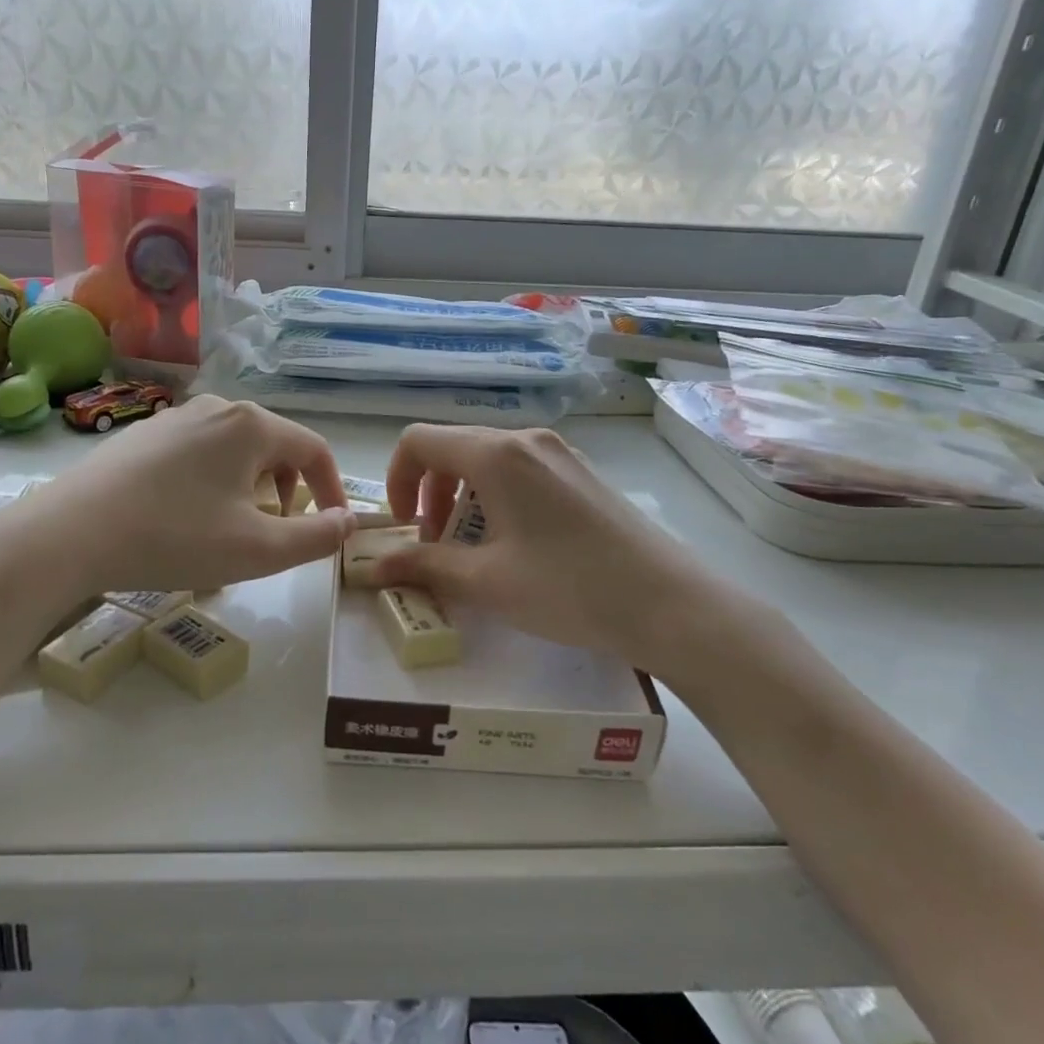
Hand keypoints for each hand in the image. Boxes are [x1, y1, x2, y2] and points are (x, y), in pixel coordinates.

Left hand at [0, 396, 357, 600]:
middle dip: (289, 489)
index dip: (333, 489)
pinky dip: (214, 481)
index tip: (334, 526)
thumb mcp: (258, 550)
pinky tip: (187, 516)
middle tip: (278, 530)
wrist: (67, 534)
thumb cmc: (174, 538)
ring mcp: (176, 417)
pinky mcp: (144, 434)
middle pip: (275, 445)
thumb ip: (315, 537)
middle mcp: (218, 407)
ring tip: (232, 527)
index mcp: (251, 425)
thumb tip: (347, 522)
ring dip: (251, 486)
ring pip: (236, 449)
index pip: (315, 449)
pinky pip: (200, 453)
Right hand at [372, 425, 774, 684]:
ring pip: (487, 460)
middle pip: (453, 448)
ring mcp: (559, 453)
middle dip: (430, 493)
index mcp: (496, 454)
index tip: (405, 527)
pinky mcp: (581, 473)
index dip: (396, 479)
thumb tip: (374, 566)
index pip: (419, 440)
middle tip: (436, 545)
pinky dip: (496, 499)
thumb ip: (423, 565)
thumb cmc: (569, 589)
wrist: (670, 604)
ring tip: (473, 550)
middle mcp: (526, 439)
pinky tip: (515, 545)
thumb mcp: (486, 582)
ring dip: (463, 498)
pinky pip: (520, 471)